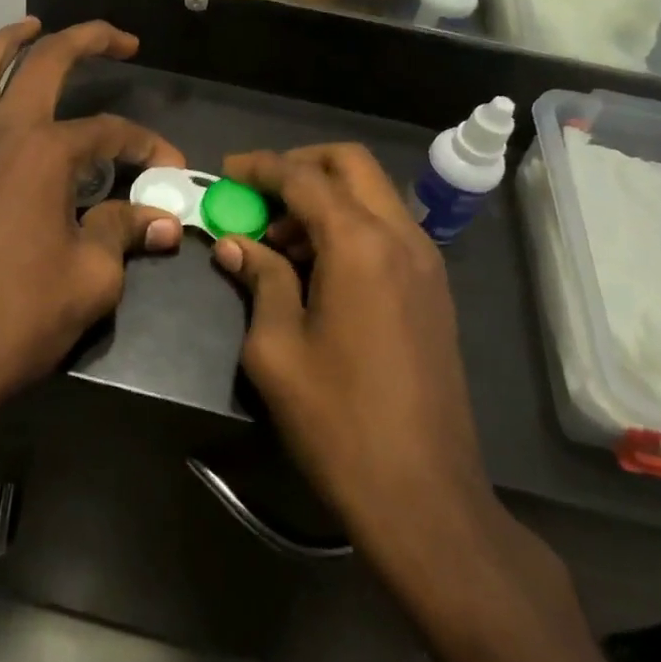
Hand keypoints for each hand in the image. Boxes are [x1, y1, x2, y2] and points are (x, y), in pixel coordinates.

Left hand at [0, 18, 186, 428]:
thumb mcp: (93, 277)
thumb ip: (125, 233)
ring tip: (29, 27)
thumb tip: (165, 221)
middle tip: (117, 40)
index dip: (147, 145)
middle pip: (42, 67)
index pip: (109, 133)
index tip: (171, 168)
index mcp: (44, 155)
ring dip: (1, 45)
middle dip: (85, 42)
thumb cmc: (22, 318)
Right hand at [210, 144, 496, 559]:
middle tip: (259, 193)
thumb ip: (259, 279)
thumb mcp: (277, 348)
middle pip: (350, 164)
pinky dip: (349, 223)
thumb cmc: (338, 421)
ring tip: (280, 241)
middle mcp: (401, 236)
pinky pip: (387, 227)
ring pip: (372, 193)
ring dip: (325, 196)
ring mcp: (426, 262)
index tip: (227, 171)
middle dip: (300, 165)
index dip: (260, 167)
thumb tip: (234, 243)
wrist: (425, 497)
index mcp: (360, 243)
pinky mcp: (434, 289)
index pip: (303, 176)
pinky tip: (317, 267)